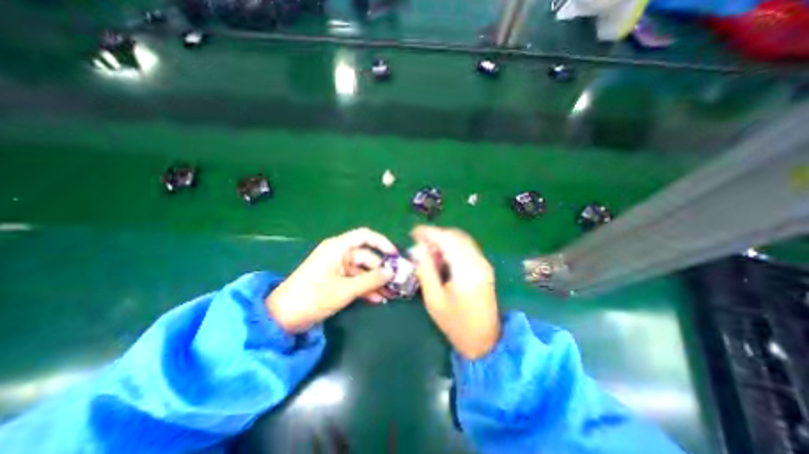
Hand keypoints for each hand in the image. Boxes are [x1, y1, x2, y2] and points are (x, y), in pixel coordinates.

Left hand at [268, 228, 397, 331]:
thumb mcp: (345, 290)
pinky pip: (356, 280)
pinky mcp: (336, 279)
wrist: (283, 317)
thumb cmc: (313, 297)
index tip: (395, 255)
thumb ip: (371, 280)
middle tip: (396, 282)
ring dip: (375, 282)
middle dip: (381, 270)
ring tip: (390, 294)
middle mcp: (339, 254)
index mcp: (338, 248)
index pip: (365, 236)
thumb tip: (392, 272)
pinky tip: (378, 299)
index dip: (382, 243)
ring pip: (363, 270)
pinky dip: (366, 288)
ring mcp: (338, 267)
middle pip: (367, 256)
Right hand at [411, 226, 499, 360]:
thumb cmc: (456, 324)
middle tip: (419, 242)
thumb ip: (425, 270)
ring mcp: (483, 263)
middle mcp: (478, 262)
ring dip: (443, 240)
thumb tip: (416, 249)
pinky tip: (440, 256)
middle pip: (455, 236)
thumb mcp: (434, 299)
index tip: (413, 232)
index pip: (447, 240)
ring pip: (461, 240)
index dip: (429, 233)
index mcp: (466, 270)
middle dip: (435, 235)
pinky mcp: (484, 267)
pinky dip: (451, 247)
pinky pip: (466, 248)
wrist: (485, 341)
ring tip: (427, 250)